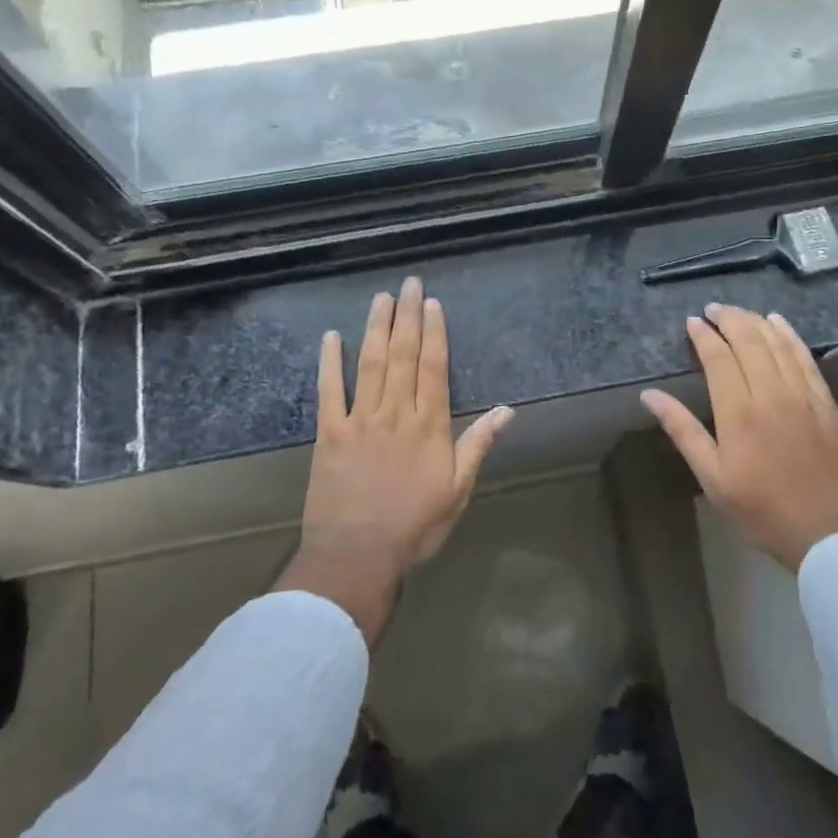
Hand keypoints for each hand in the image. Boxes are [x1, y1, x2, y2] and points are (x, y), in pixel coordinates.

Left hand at [275, 277, 514, 640]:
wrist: (358, 554)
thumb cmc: (415, 525)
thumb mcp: (458, 489)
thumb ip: (478, 444)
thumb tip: (508, 410)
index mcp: (429, 425)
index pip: (433, 367)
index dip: (434, 332)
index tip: (433, 304)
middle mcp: (396, 412)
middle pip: (403, 355)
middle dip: (407, 316)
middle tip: (409, 283)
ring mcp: (360, 419)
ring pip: (370, 363)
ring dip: (375, 327)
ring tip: (380, 297)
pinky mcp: (329, 433)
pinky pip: (329, 390)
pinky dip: (330, 362)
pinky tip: (332, 337)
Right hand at [641, 304, 837, 571]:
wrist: (830, 536)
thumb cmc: (761, 510)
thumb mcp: (712, 477)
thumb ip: (682, 430)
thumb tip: (649, 395)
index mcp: (739, 413)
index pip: (719, 358)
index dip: (704, 336)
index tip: (692, 322)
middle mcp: (773, 395)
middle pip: (750, 342)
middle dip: (729, 319)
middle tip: (713, 309)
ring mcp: (805, 397)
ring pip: (778, 344)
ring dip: (756, 322)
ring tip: (739, 312)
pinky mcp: (827, 404)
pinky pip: (806, 358)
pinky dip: (790, 336)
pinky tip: (779, 324)